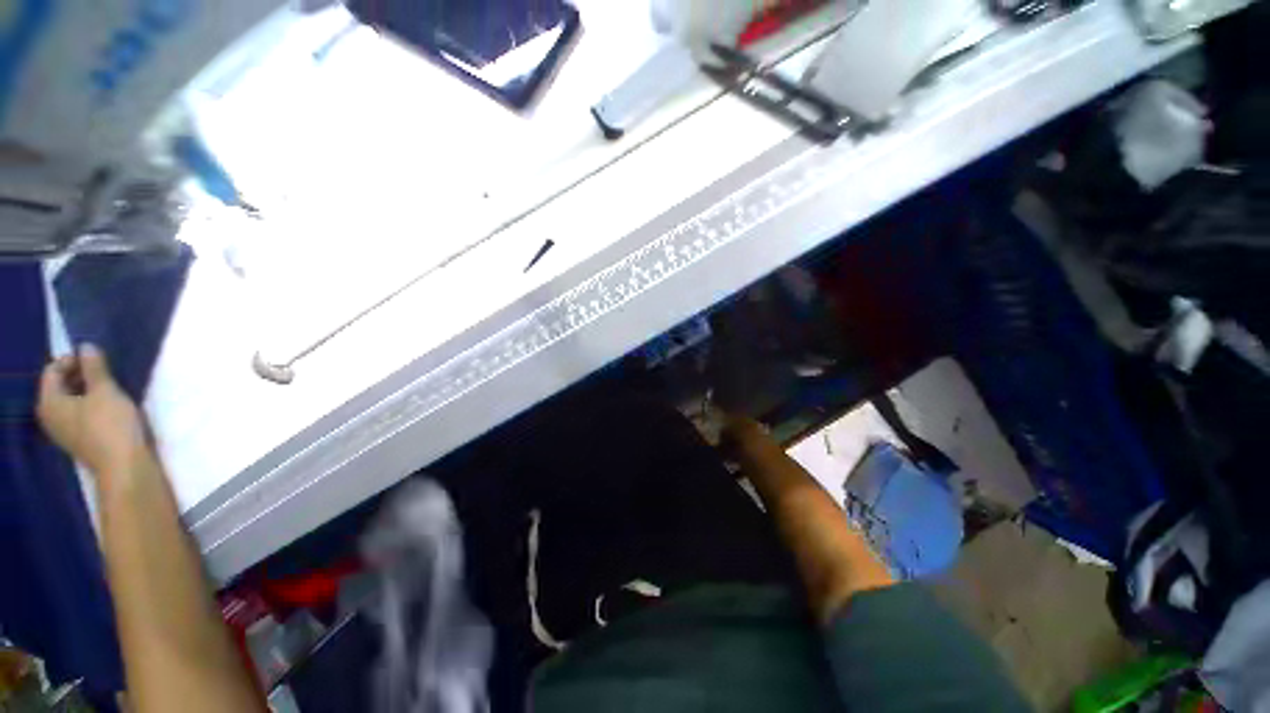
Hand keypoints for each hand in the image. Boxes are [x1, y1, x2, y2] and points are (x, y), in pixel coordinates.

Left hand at [37, 345, 151, 482]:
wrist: (124, 466)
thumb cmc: (111, 425)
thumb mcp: (105, 391)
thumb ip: (94, 367)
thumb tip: (86, 347)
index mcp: (49, 402)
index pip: (52, 370)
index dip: (72, 360)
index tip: (96, 358)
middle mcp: (49, 416)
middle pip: (60, 386)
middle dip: (79, 375)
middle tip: (103, 371)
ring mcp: (63, 431)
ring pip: (70, 401)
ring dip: (86, 390)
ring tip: (108, 387)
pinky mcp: (78, 439)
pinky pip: (78, 414)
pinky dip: (90, 405)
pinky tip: (107, 407)